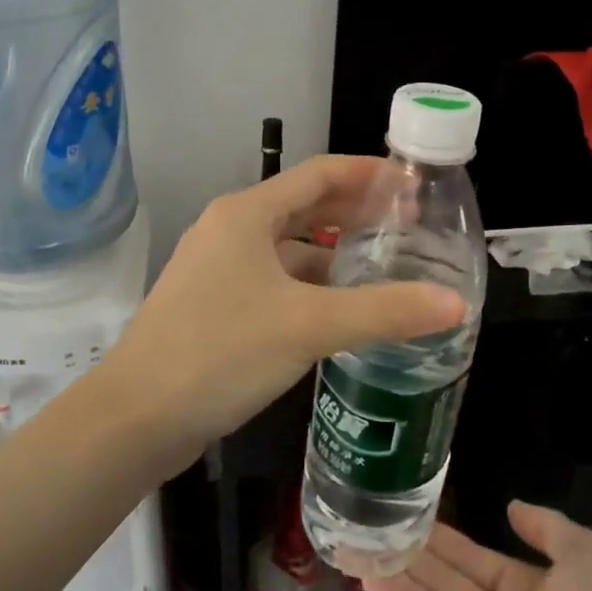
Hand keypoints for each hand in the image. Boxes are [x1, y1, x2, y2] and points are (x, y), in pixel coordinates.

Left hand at [109, 155, 464, 451]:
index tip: (414, 186)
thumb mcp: (309, 326)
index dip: (369, 175)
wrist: (136, 416)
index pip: (319, 174)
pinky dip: (308, 286)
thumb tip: (455, 303)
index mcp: (246, 213)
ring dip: (333, 254)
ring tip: (383, 269)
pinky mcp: (213, 304)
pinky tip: (338, 311)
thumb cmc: (222, 352)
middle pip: (304, 207)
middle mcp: (229, 230)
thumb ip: (384, 311)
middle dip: (355, 215)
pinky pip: (272, 280)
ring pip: (287, 248)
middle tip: (409, 230)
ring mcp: (217, 268)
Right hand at [365, 503, 591, 590]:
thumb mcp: (587, 555)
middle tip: (366, 524)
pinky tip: (372, 579)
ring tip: (356, 544)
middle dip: (409, 553)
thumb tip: (512, 506)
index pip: (472, 558)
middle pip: (446, 580)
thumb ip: (547, 527)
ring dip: (395, 576)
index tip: (404, 512)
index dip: (440, 537)